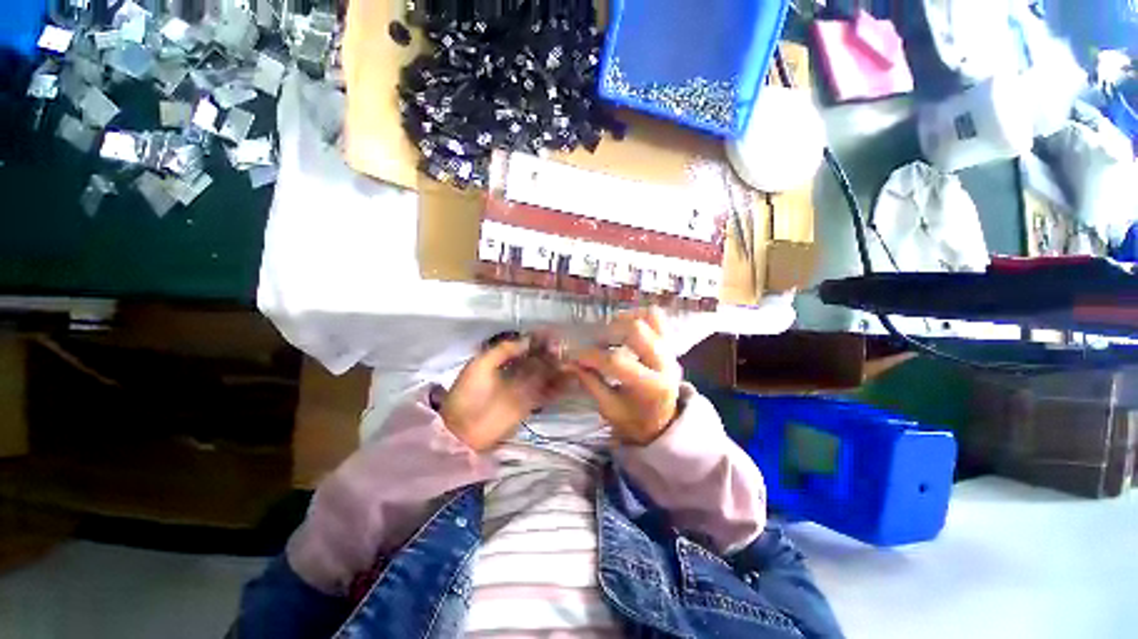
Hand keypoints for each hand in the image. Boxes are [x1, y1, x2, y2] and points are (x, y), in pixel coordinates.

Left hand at [441, 334, 565, 451]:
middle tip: (563, 348)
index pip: (524, 346)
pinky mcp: (531, 404)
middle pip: (537, 359)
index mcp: (502, 360)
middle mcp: (515, 372)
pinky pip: (548, 392)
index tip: (551, 334)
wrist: (464, 429)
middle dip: (550, 352)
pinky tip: (571, 379)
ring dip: (557, 367)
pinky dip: (560, 386)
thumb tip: (527, 339)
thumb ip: (503, 350)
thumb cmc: (469, 393)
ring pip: (545, 374)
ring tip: (571, 361)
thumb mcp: (480, 365)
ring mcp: (524, 388)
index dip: (537, 340)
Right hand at [567, 308, 681, 445]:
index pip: (616, 361)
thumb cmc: (634, 420)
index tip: (573, 355)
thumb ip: (590, 382)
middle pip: (635, 330)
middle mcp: (665, 363)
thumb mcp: (609, 408)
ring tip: (608, 332)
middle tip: (593, 342)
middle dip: (607, 332)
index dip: (590, 355)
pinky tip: (622, 325)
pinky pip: (656, 317)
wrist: (664, 422)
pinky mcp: (669, 342)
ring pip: (648, 318)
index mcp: (651, 385)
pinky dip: (637, 315)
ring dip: (623, 320)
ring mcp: (669, 349)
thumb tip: (570, 362)